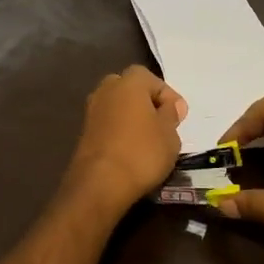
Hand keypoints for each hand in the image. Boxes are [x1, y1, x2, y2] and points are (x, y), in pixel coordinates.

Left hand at [63, 65, 187, 212]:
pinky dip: (119, 132)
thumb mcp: (170, 135)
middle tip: (162, 125)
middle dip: (147, 104)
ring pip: (118, 107)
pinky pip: (108, 124)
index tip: (179, 118)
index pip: (153, 80)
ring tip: (149, 140)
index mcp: (129, 82)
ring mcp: (92, 110)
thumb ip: (171, 115)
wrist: (100, 183)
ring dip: (132, 118)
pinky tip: (131, 150)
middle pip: (132, 90)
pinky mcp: (84, 132)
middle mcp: (106, 89)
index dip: (169, 98)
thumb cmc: (142, 152)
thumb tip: (170, 106)